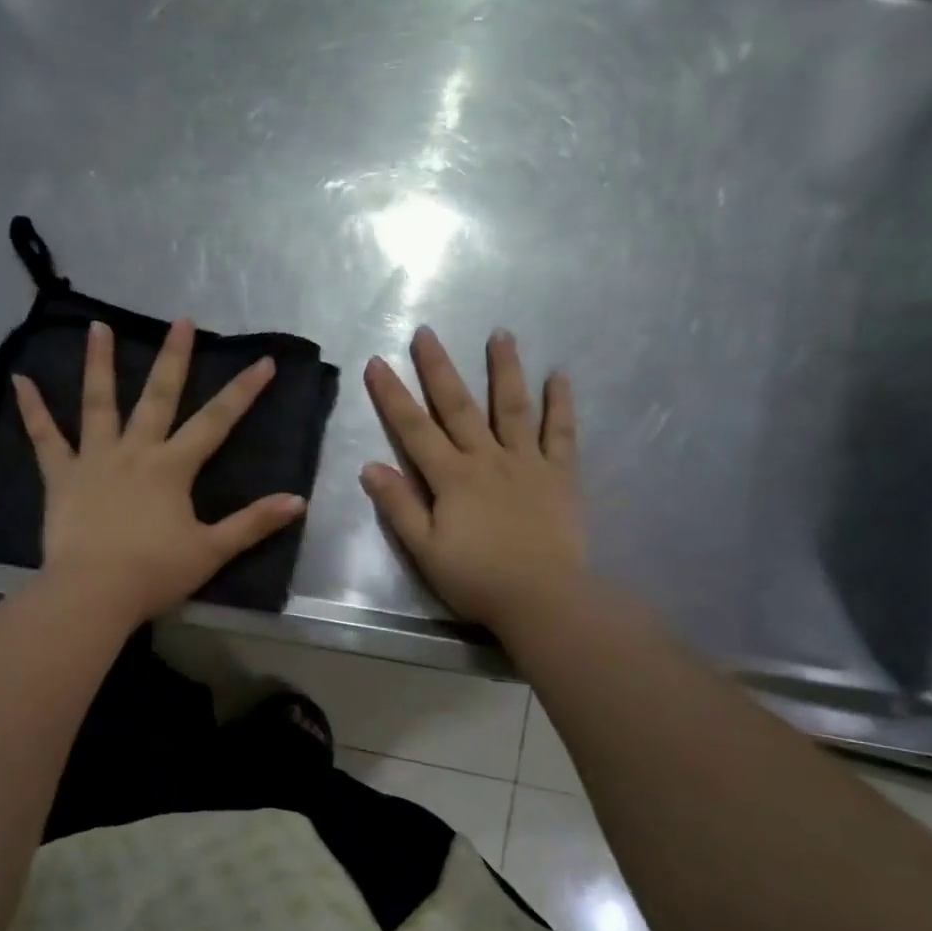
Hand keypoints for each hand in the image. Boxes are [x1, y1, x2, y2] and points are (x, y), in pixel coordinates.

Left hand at [13, 319, 306, 625]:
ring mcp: (94, 460)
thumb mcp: (212, 550)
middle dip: (174, 358)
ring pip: (98, 403)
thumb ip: (253, 523)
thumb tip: (298, 500)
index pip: (216, 422)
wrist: (94, 592)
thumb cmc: (155, 573)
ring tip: (98, 325)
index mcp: (173, 468)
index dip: (243, 392)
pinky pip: (45, 438)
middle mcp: (135, 451)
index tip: (263, 361)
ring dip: (99, 363)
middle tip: (182, 321)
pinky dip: (32, 410)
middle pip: (158, 397)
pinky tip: (19, 380)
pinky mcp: (61, 477)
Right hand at [361, 327, 585, 630]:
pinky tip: (560, 375)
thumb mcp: (424, 549)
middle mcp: (488, 459)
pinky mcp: (561, 474)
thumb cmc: (476, 579)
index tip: (377, 362)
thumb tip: (370, 466)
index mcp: (452, 477)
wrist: (542, 598)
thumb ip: (399, 506)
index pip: (414, 429)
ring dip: (505, 369)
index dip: (392, 395)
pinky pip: (561, 432)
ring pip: (513, 407)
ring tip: (501, 334)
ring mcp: (527, 462)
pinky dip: (561, 403)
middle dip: (439, 368)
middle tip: (427, 332)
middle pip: (459, 406)